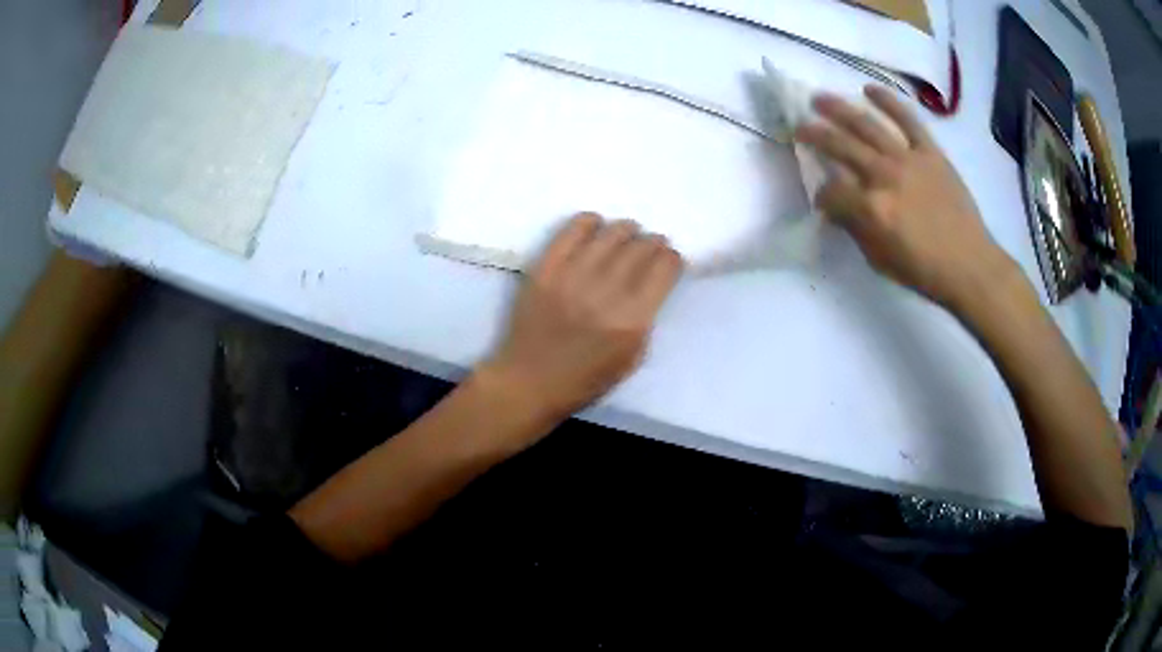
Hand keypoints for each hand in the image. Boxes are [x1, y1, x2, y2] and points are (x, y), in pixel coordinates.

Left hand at [480, 213, 683, 423]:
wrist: (528, 381)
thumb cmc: (585, 380)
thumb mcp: (632, 358)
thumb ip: (646, 317)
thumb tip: (653, 281)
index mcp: (632, 321)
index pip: (664, 269)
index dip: (672, 259)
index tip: (669, 260)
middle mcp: (605, 293)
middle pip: (641, 247)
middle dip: (653, 243)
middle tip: (651, 246)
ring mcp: (573, 277)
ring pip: (612, 233)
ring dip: (626, 230)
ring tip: (627, 235)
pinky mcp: (545, 269)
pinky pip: (573, 230)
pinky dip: (589, 222)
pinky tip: (595, 228)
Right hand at [795, 85, 1017, 310]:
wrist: (970, 265)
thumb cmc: (924, 271)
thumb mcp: (880, 261)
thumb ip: (856, 230)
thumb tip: (839, 210)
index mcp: (870, 208)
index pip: (831, 192)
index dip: (821, 195)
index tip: (823, 200)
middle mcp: (884, 175)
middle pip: (840, 146)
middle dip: (814, 135)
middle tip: (799, 126)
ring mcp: (908, 159)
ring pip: (866, 125)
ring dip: (838, 109)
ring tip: (819, 99)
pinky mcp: (930, 152)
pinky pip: (907, 120)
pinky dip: (888, 101)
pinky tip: (869, 89)